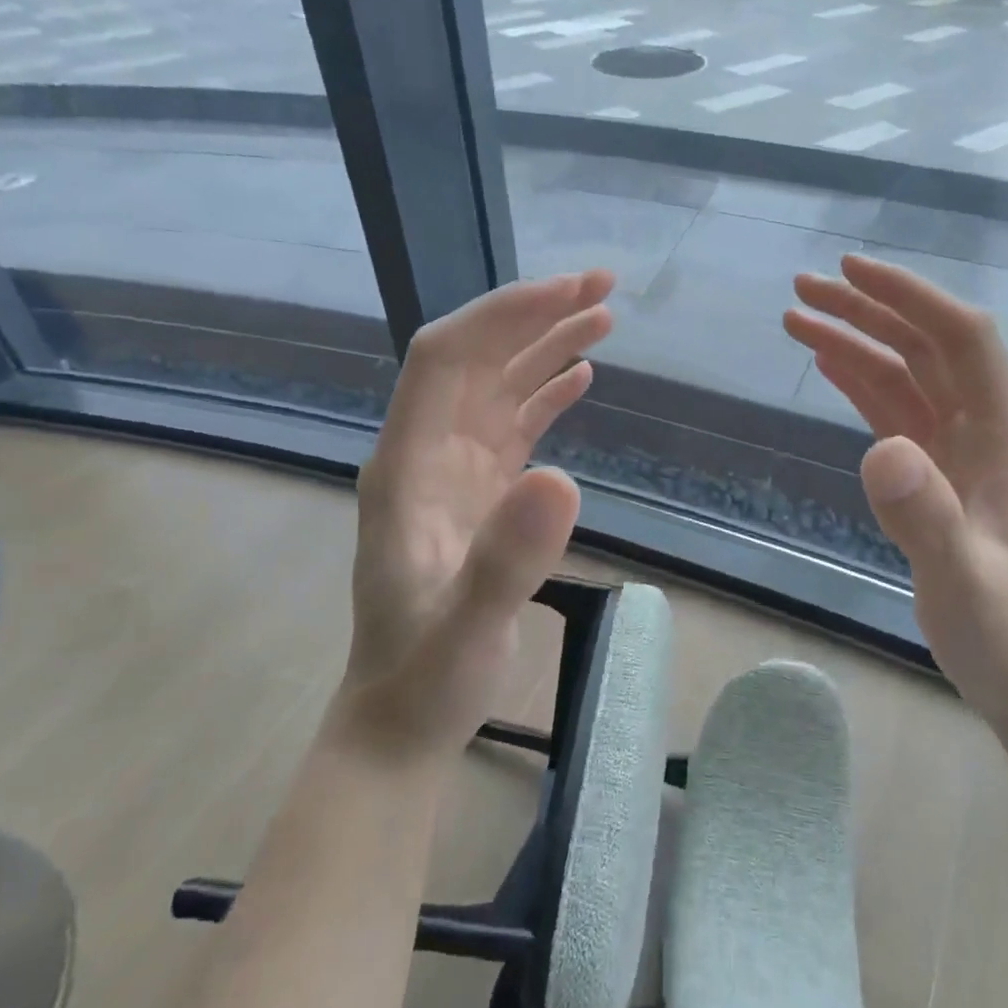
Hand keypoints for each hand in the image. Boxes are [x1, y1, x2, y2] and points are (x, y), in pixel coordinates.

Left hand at [341, 270, 615, 762]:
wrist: (403, 720)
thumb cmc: (425, 678)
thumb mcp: (467, 628)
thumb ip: (507, 558)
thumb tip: (564, 478)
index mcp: (406, 466)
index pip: (446, 359)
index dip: (503, 316)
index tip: (568, 293)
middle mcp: (425, 453)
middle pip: (476, 359)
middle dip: (534, 315)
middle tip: (603, 288)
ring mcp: (452, 471)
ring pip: (498, 385)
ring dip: (546, 346)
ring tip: (604, 317)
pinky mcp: (479, 493)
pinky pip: (512, 424)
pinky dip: (545, 393)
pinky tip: (580, 377)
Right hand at [785, 255, 1007, 734]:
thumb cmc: (1006, 634)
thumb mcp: (964, 582)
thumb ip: (927, 516)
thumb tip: (880, 449)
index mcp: (1007, 437)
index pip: (961, 339)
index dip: (910, 297)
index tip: (850, 270)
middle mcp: (987, 430)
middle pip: (925, 347)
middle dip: (867, 310)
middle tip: (802, 288)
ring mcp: (961, 452)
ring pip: (905, 376)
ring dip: (856, 342)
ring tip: (797, 318)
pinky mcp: (938, 474)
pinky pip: (896, 412)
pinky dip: (861, 383)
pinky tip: (830, 364)